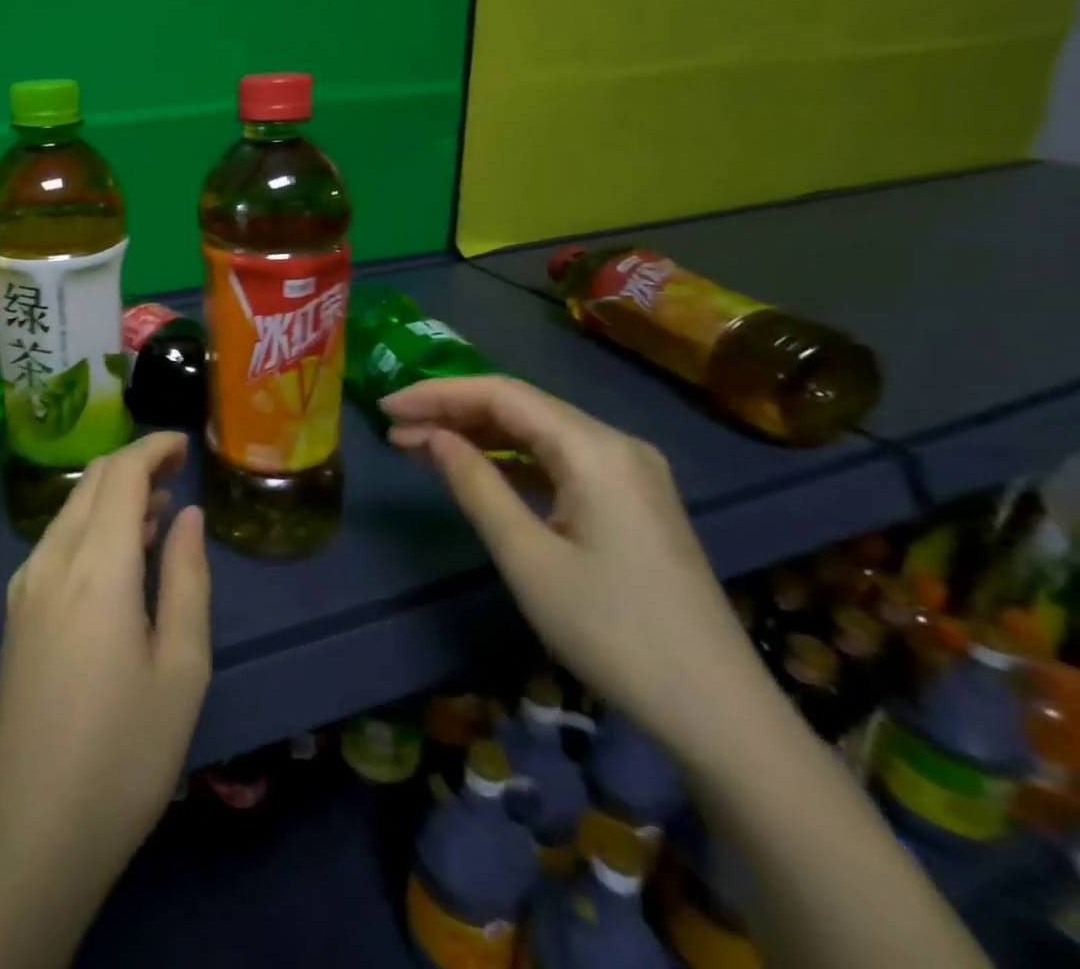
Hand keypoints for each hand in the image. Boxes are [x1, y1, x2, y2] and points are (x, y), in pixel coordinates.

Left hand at [0, 433, 210, 968]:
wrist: (32, 830)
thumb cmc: (125, 752)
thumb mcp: (182, 667)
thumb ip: (188, 578)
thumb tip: (188, 515)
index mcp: (97, 566)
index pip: (121, 473)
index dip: (153, 447)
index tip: (185, 445)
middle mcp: (52, 559)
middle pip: (92, 481)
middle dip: (135, 463)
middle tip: (178, 474)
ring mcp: (26, 584)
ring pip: (71, 508)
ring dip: (112, 495)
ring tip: (158, 512)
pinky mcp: (16, 611)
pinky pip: (56, 540)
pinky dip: (91, 525)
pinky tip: (119, 555)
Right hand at [383, 376, 763, 761]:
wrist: (719, 712)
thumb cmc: (612, 631)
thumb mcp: (527, 557)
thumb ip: (475, 484)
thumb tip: (433, 436)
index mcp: (595, 449)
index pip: (502, 394)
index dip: (438, 393)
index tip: (387, 406)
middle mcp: (615, 445)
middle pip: (520, 407)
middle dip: (452, 412)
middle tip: (394, 428)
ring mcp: (628, 472)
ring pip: (537, 433)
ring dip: (477, 435)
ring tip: (419, 445)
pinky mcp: (630, 500)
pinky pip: (557, 461)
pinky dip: (510, 460)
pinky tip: (474, 469)